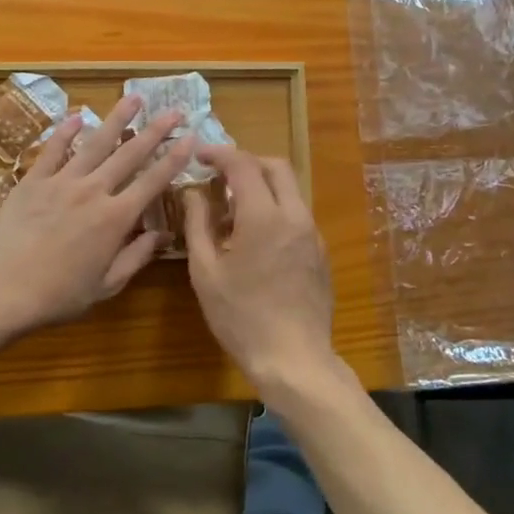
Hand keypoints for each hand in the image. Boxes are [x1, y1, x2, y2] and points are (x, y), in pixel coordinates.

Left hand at [0, 95, 195, 333]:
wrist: (0, 291)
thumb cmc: (57, 296)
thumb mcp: (106, 286)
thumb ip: (136, 257)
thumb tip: (162, 234)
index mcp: (115, 218)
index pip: (152, 182)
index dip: (174, 159)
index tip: (191, 138)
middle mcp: (93, 191)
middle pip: (129, 154)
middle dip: (155, 130)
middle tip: (173, 109)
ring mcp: (61, 182)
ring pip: (95, 143)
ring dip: (117, 119)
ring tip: (133, 97)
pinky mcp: (32, 181)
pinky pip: (53, 150)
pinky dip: (65, 131)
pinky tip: (77, 116)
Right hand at [182, 145, 337, 395]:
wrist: (294, 359)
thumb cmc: (241, 317)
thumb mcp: (206, 271)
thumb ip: (198, 224)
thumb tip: (193, 193)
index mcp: (264, 216)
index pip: (243, 164)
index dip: (220, 154)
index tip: (200, 157)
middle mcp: (294, 215)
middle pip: (276, 166)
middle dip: (246, 162)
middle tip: (219, 177)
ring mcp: (312, 233)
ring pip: (290, 190)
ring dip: (262, 186)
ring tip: (232, 209)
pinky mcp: (320, 252)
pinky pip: (296, 214)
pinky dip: (275, 208)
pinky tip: (254, 237)